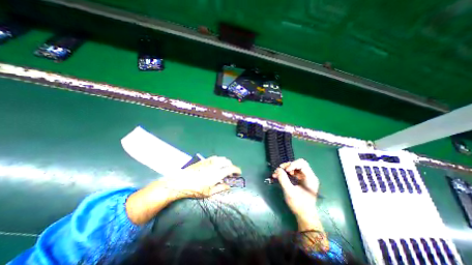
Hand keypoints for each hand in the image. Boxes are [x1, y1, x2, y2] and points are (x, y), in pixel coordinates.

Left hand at [165, 155, 241, 198]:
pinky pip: (215, 157)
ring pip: (222, 158)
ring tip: (223, 169)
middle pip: (228, 161)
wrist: (181, 181)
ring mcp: (209, 161)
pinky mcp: (204, 160)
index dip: (237, 170)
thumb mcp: (209, 192)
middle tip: (229, 174)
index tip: (239, 173)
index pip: (231, 168)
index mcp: (218, 173)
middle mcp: (215, 165)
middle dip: (231, 166)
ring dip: (225, 163)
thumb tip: (228, 186)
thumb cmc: (195, 189)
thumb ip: (220, 188)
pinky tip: (216, 166)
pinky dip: (219, 161)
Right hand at [273, 158, 328, 250]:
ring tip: (276, 173)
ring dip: (285, 169)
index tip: (285, 171)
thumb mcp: (290, 192)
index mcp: (310, 178)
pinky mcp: (301, 180)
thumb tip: (278, 169)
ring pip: (294, 167)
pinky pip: (293, 172)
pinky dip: (286, 173)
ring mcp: (305, 178)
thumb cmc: (299, 205)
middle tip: (279, 170)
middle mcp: (309, 176)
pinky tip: (279, 176)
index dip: (292, 164)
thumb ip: (283, 179)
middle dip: (287, 166)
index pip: (302, 163)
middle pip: (298, 164)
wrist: (304, 216)